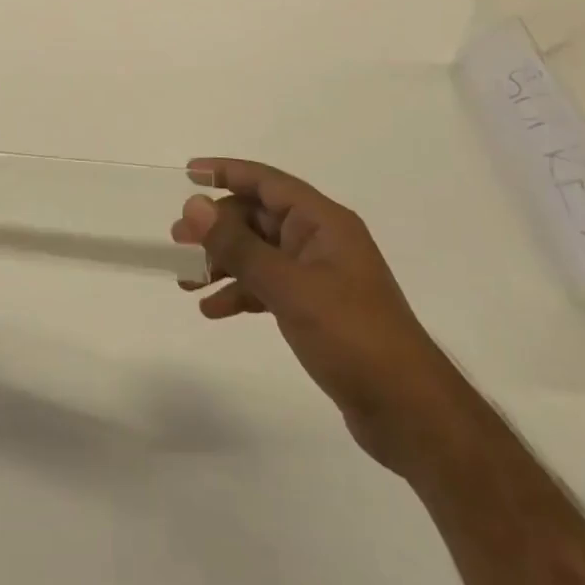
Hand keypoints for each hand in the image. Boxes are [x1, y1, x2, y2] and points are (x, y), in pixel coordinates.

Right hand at [174, 158, 462, 471]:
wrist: (408, 411)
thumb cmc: (351, 335)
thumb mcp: (289, 287)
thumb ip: (239, 245)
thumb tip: (195, 206)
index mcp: (323, 222)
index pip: (267, 182)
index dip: (226, 172)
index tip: (188, 173)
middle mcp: (320, 240)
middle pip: (258, 218)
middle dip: (216, 228)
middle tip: (176, 242)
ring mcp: (318, 275)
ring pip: (259, 254)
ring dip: (223, 262)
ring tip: (185, 281)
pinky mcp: (316, 309)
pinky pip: (268, 287)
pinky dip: (241, 293)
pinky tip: (213, 310)